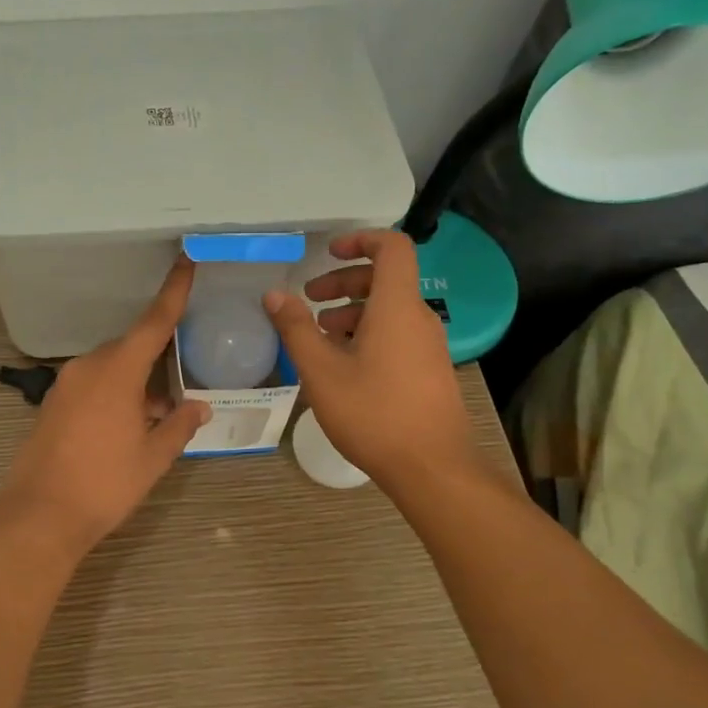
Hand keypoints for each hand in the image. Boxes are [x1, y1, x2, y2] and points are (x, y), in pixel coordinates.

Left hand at [0, 259, 211, 556]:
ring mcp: (66, 384)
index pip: (153, 323)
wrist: (40, 515)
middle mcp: (88, 367)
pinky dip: (115, 392)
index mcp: (117, 371)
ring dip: (136, 381)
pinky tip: (129, 422)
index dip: (173, 292)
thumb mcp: (152, 457)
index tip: (186, 262)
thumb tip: (201, 406)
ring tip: (160, 411)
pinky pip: (93, 383)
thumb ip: (179, 426)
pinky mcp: (54, 403)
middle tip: (184, 379)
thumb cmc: (104, 484)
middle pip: (131, 346)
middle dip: (158, 357)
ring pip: (111, 367)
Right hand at [263, 230, 475, 487]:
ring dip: (353, 310)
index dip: (361, 239)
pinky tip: (343, 365)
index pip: (392, 247)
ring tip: (320, 335)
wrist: (432, 468)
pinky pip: (397, 333)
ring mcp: (429, 345)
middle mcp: (418, 317)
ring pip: (389, 309)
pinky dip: (368, 333)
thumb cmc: (373, 413)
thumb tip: (274, 294)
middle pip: (385, 278)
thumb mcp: (321, 370)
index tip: (328, 252)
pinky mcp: (429, 369)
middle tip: (310, 299)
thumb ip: (296, 328)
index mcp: (396, 306)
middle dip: (344, 281)